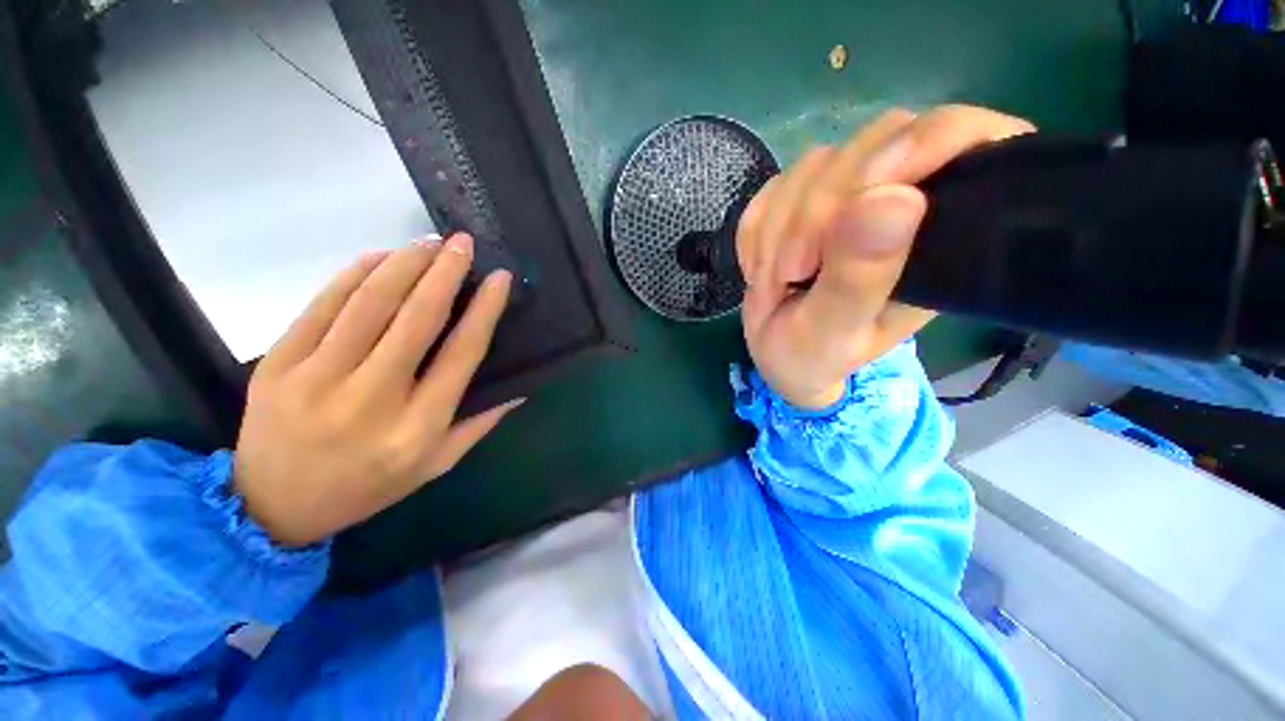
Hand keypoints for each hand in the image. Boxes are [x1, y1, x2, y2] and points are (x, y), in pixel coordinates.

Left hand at [234, 234, 520, 546]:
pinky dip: (353, 274)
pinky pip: (321, 306)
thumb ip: (480, 424)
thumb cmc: (367, 486)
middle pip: (416, 319)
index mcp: (417, 426)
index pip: (461, 353)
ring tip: (428, 242)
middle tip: (463, 243)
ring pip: (369, 304)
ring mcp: (317, 379)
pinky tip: (380, 257)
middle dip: (444, 273)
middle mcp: (372, 398)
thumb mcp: (436, 465)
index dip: (484, 311)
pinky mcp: (278, 365)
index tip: (499, 279)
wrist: (271, 507)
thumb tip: (520, 388)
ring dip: (403, 264)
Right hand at [737, 105, 1034, 407]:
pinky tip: (761, 267)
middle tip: (794, 271)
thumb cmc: (814, 355)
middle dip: (818, 211)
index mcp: (938, 237)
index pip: (969, 140)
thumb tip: (893, 199)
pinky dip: (756, 230)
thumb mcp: (832, 333)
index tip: (867, 187)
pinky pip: (775, 186)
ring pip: (816, 164)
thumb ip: (859, 278)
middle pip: (875, 142)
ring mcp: (848, 196)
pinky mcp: (803, 199)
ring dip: (779, 228)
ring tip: (775, 281)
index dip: (926, 142)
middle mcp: (902, 202)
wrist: (777, 354)